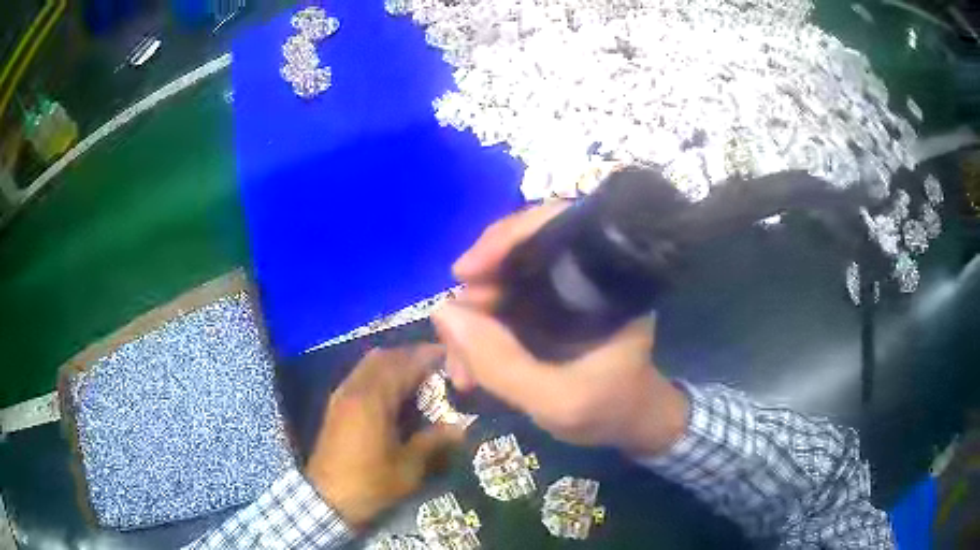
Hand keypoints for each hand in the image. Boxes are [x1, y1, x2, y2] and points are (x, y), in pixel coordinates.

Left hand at [305, 345, 462, 527]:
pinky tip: (392, 392)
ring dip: (393, 363)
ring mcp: (341, 395)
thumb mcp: (408, 467)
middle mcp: (355, 389)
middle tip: (435, 365)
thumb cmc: (370, 483)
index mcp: (373, 400)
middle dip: (410, 355)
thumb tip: (460, 427)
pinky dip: (379, 373)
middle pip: (383, 357)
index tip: (448, 356)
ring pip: (368, 364)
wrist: (327, 498)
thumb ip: (433, 441)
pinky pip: (360, 376)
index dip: (426, 356)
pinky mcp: (335, 405)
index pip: (403, 365)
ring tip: (417, 376)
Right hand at [432, 204, 688, 456]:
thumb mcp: (558, 400)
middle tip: (452, 344)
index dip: (505, 239)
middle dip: (476, 299)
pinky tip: (469, 371)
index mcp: (605, 279)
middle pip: (515, 256)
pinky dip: (478, 335)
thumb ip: (502, 363)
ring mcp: (561, 293)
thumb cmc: (610, 410)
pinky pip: (500, 309)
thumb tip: (443, 313)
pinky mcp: (545, 312)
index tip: (463, 274)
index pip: (553, 225)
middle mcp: (582, 274)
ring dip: (471, 324)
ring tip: (461, 373)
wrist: (628, 426)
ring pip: (499, 285)